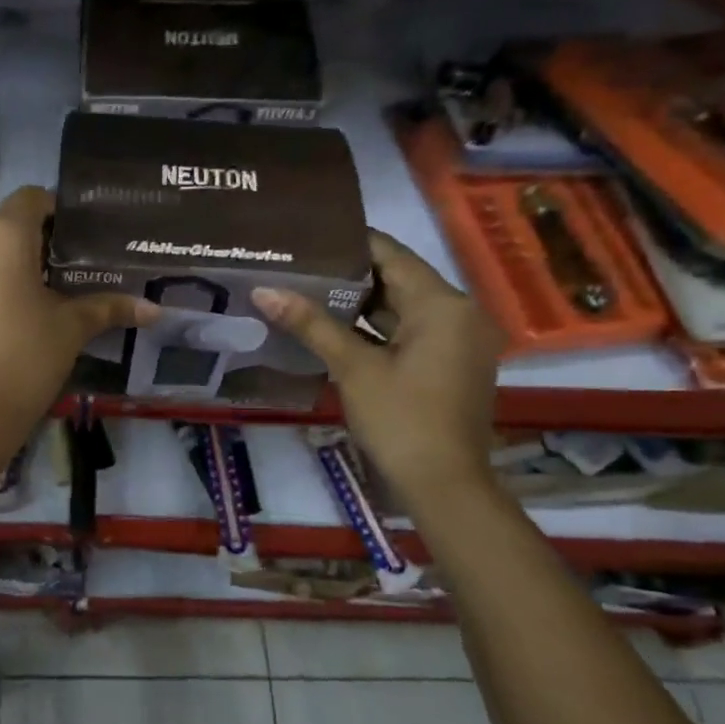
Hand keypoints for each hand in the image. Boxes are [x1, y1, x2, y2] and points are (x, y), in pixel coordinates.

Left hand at [0, 186, 154, 424]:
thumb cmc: (29, 356)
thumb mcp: (74, 327)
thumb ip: (110, 307)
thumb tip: (154, 309)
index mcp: (3, 236)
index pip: (31, 198)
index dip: (56, 209)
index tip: (77, 236)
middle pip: (5, 226)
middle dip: (33, 243)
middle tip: (63, 272)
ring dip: (6, 266)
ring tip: (33, 298)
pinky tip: (1, 320)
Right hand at [251, 232, 501, 503]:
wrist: (445, 486)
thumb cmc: (401, 420)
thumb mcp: (353, 368)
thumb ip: (310, 324)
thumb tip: (264, 289)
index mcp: (443, 304)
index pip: (391, 254)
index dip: (349, 243)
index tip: (308, 237)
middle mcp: (460, 313)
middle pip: (398, 279)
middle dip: (349, 275)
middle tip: (299, 265)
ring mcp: (459, 341)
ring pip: (403, 308)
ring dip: (360, 304)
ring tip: (308, 290)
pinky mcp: (451, 364)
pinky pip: (411, 331)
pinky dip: (377, 329)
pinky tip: (334, 327)